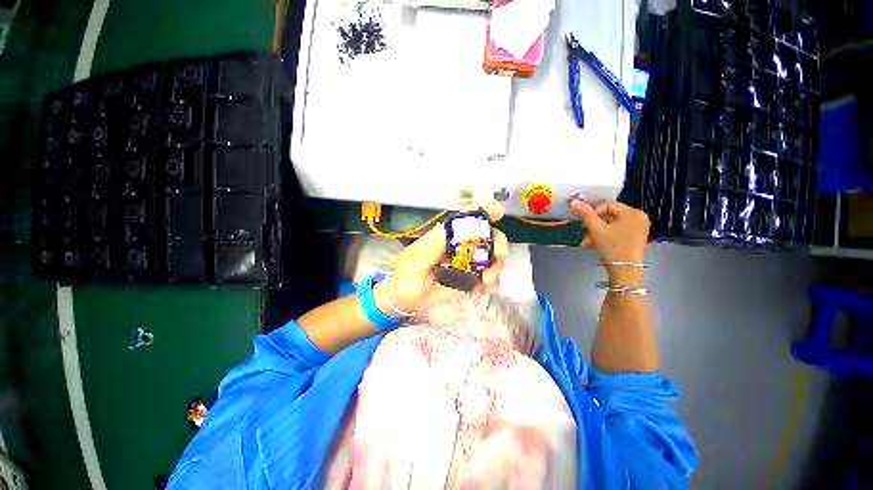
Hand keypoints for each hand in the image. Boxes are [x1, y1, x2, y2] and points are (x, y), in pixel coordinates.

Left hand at [382, 207, 508, 313]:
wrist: (405, 300)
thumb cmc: (406, 277)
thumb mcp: (415, 261)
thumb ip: (430, 247)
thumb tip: (447, 229)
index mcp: (445, 237)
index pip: (465, 221)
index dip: (483, 214)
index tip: (498, 212)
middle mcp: (458, 247)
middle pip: (486, 238)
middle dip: (497, 247)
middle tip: (494, 263)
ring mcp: (465, 263)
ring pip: (490, 257)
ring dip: (495, 267)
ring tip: (488, 282)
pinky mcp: (468, 279)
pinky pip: (485, 277)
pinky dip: (491, 281)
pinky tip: (487, 288)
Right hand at [569, 200, 649, 282]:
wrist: (625, 271)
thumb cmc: (612, 247)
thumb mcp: (596, 229)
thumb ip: (585, 214)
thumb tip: (573, 201)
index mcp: (632, 212)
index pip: (607, 204)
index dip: (593, 213)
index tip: (586, 225)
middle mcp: (639, 217)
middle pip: (609, 214)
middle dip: (594, 224)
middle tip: (585, 234)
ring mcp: (639, 228)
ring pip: (612, 224)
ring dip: (597, 231)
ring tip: (588, 242)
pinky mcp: (636, 237)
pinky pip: (618, 231)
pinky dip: (606, 235)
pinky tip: (597, 244)